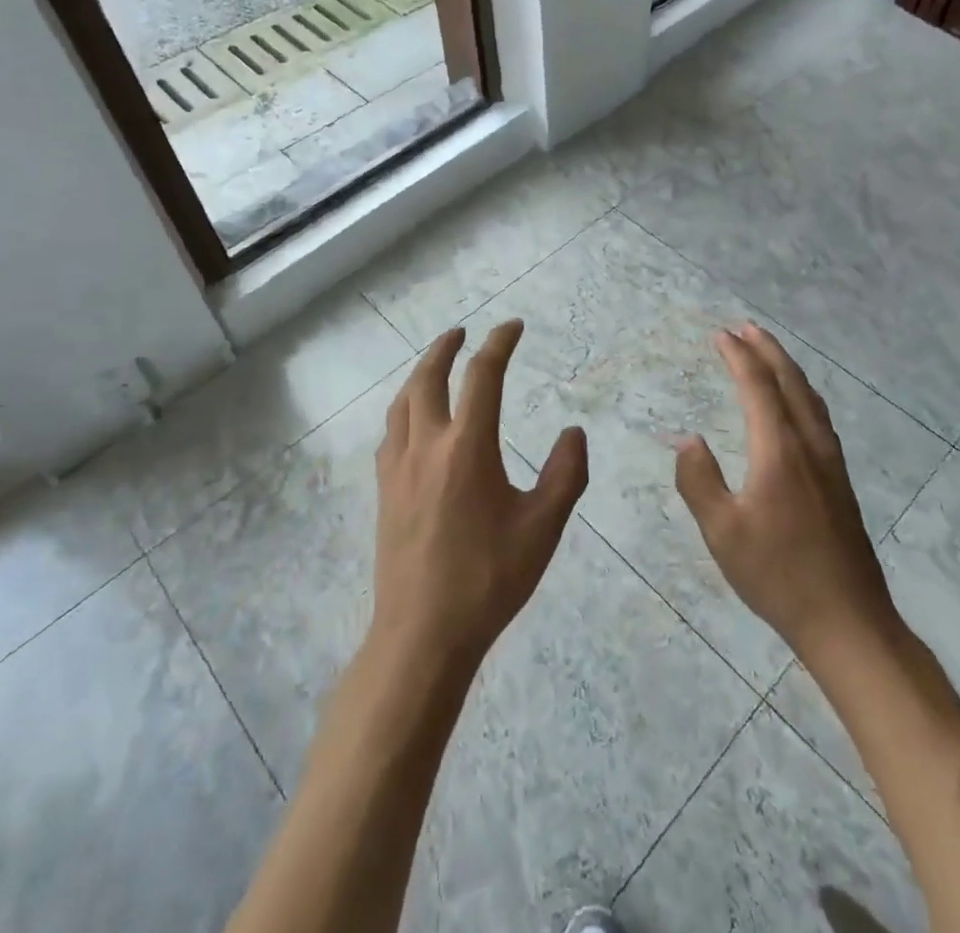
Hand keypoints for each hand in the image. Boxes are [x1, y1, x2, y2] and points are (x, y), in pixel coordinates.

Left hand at [371, 320, 588, 666]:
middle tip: (461, 332)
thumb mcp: (543, 527)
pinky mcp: (385, 491)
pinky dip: (405, 410)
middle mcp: (427, 446)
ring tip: (434, 366)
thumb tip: (574, 432)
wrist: (423, 633)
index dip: (499, 344)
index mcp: (467, 447)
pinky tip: (413, 423)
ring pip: (402, 403)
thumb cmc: (488, 578)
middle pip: (428, 378)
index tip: (512, 326)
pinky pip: (391, 432)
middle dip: (445, 347)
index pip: (482, 376)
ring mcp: (399, 468)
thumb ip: (565, 473)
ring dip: (419, 374)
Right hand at [676, 324, 902, 673]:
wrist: (847, 619)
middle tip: (746, 327)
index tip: (720, 335)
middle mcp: (808, 445)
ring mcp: (830, 462)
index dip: (738, 357)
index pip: (757, 387)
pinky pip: (819, 417)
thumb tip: (687, 440)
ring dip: (787, 368)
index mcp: (779, 450)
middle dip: (767, 350)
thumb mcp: (722, 531)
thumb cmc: (778, 574)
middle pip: (790, 382)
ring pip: (810, 398)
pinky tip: (798, 406)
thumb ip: (699, 480)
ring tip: (769, 353)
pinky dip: (803, 393)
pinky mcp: (840, 481)